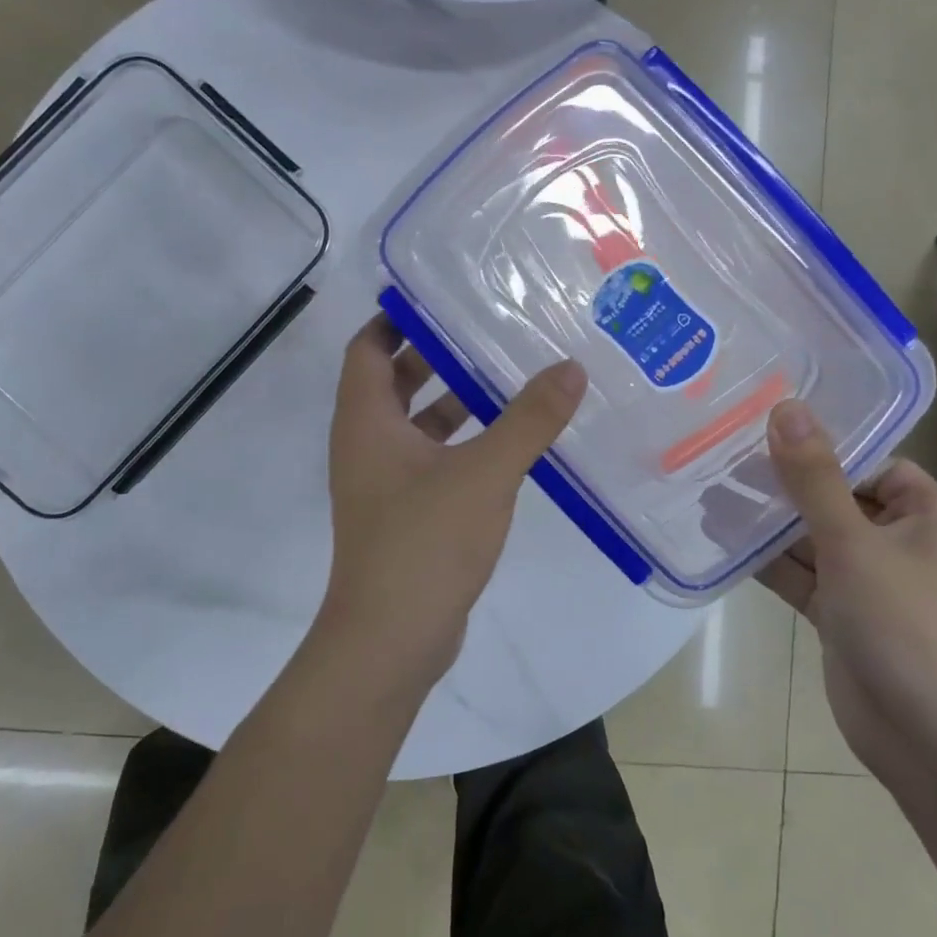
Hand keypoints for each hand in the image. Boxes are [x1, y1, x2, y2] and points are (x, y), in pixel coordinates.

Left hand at [320, 316, 585, 687]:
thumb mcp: (484, 473)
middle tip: (487, 329)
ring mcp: (382, 481)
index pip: (368, 347)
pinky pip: (431, 460)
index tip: (442, 296)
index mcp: (365, 420)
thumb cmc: (424, 542)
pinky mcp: (403, 513)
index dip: (398, 319)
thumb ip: (528, 420)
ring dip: (453, 400)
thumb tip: (570, 368)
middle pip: (393, 381)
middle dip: (436, 355)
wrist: (390, 640)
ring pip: (416, 424)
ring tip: (508, 376)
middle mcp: (365, 443)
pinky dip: (460, 442)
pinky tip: (507, 442)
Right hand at [757, 400, 936, 791]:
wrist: (935, 744)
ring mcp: (868, 581)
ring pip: (810, 537)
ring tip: (706, 490)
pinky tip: (719, 538)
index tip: (761, 425)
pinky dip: (765, 559)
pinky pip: (799, 574)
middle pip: (833, 496)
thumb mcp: (856, 544)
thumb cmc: (909, 627)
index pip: (870, 461)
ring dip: (765, 521)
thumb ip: (815, 478)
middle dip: (780, 482)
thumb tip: (786, 407)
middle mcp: (900, 542)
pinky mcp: (840, 614)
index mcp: (926, 515)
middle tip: (718, 453)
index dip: (821, 443)